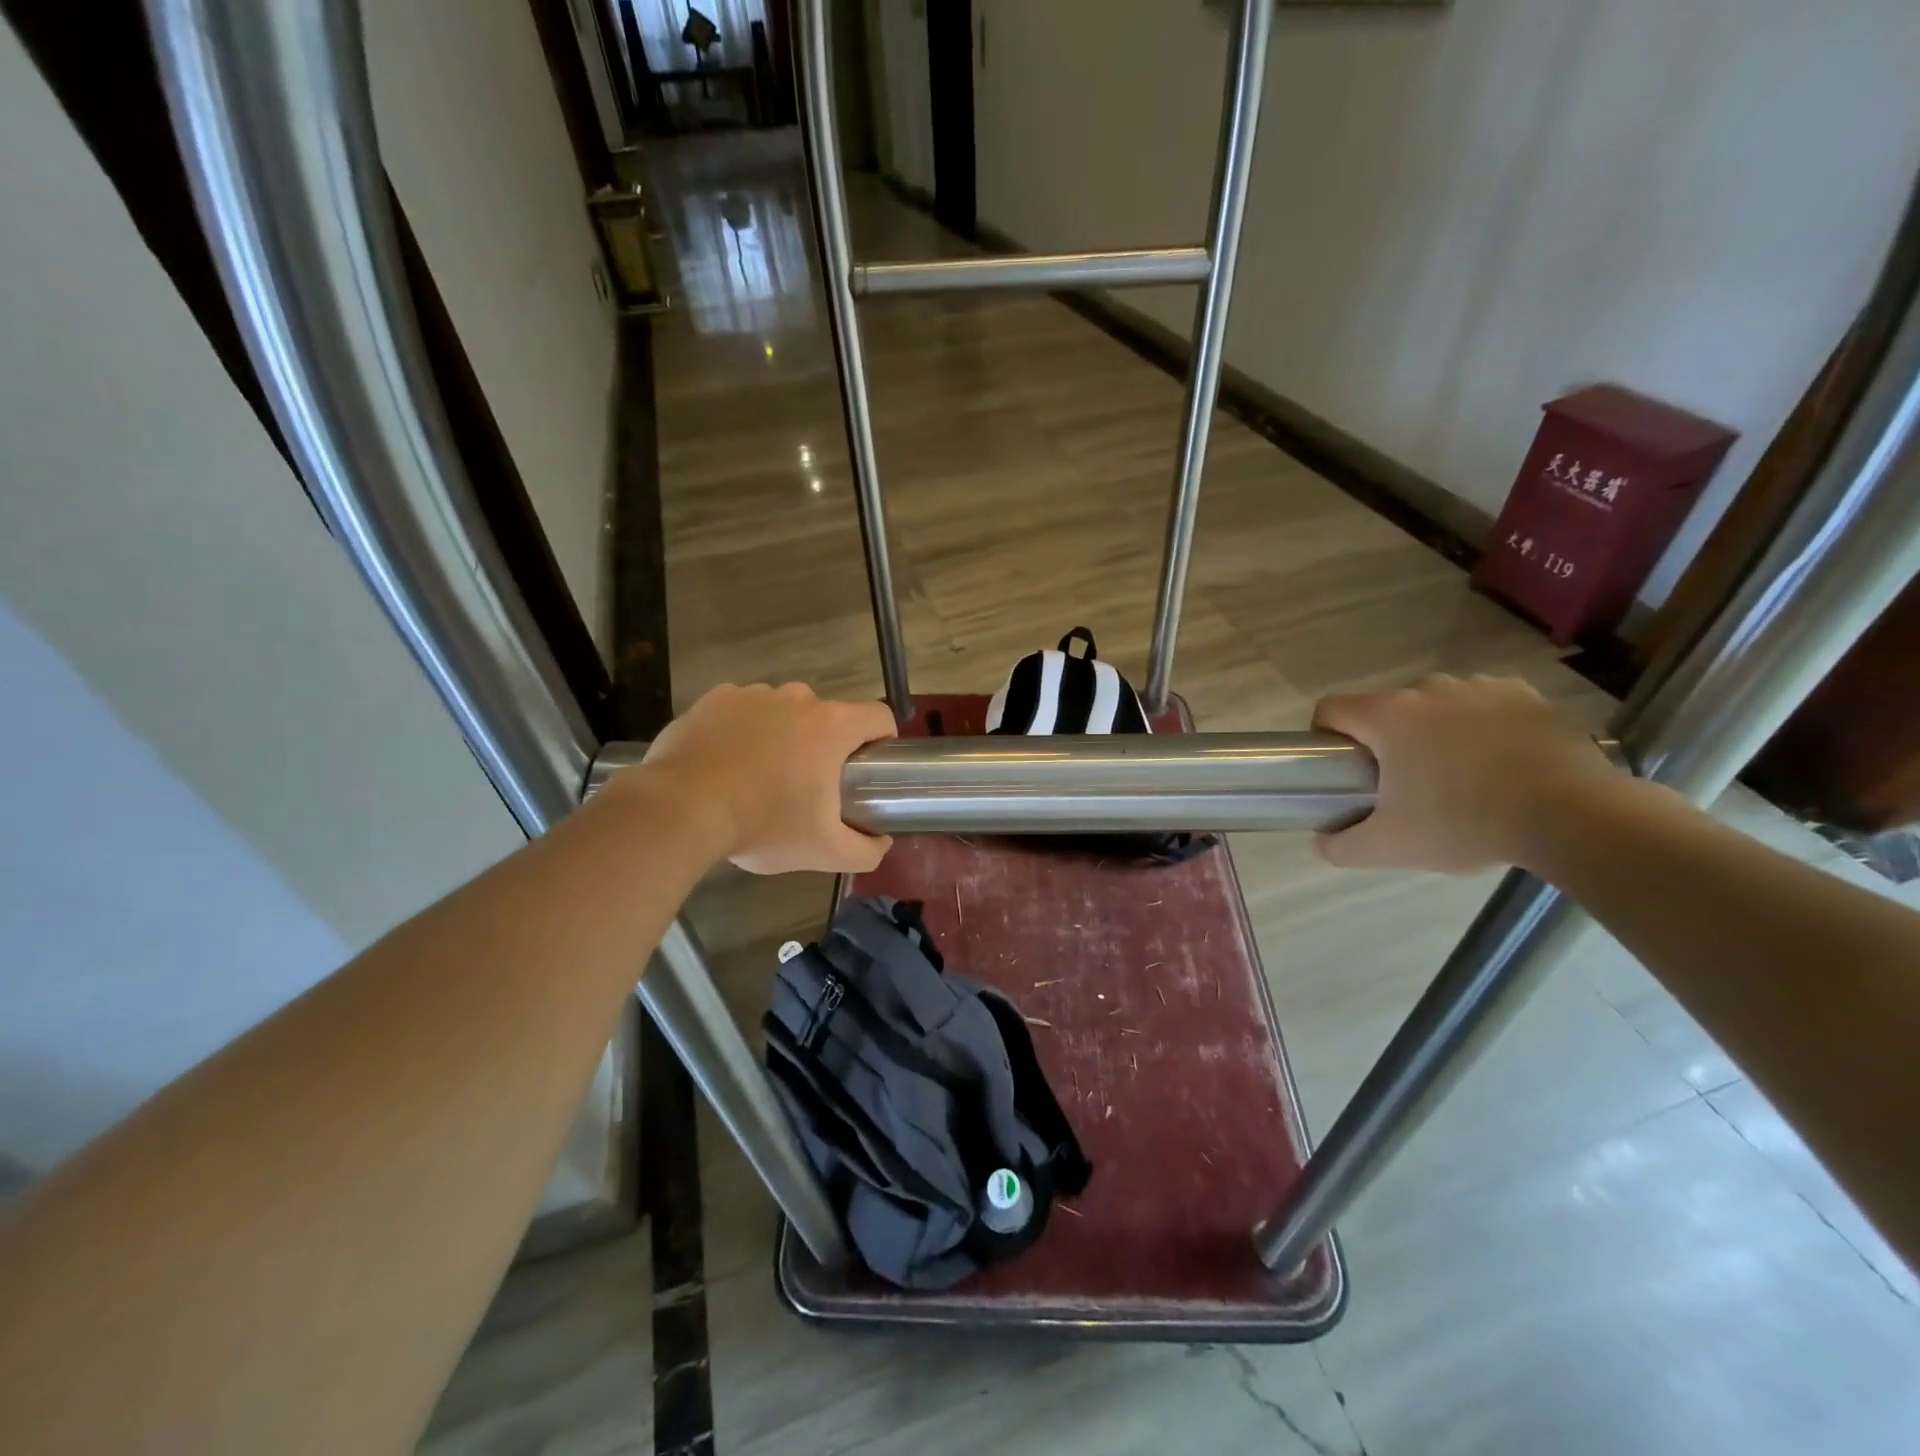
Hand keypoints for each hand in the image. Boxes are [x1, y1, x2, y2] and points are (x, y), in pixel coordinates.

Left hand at [635, 683, 896, 874]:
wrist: (680, 810)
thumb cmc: (763, 825)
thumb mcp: (823, 851)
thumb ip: (865, 851)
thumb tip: (881, 843)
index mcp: (832, 726)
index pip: (878, 717)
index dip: (882, 740)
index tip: (868, 768)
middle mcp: (797, 698)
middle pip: (828, 716)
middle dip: (824, 745)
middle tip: (807, 785)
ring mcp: (753, 694)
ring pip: (784, 711)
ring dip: (783, 735)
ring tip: (760, 776)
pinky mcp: (715, 698)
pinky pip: (743, 710)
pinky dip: (743, 730)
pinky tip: (727, 762)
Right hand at [1313, 674, 1619, 874]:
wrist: (1573, 816)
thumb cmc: (1465, 822)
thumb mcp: (1391, 847)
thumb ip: (1341, 846)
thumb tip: (1322, 842)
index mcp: (1388, 716)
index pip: (1331, 709)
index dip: (1325, 736)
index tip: (1343, 769)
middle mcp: (1427, 689)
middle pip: (1386, 709)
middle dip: (1387, 741)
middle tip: (1404, 785)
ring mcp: (1479, 687)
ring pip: (1435, 705)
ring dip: (1434, 731)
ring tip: (1458, 775)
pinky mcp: (1524, 694)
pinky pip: (1483, 705)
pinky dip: (1480, 726)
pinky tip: (1498, 761)